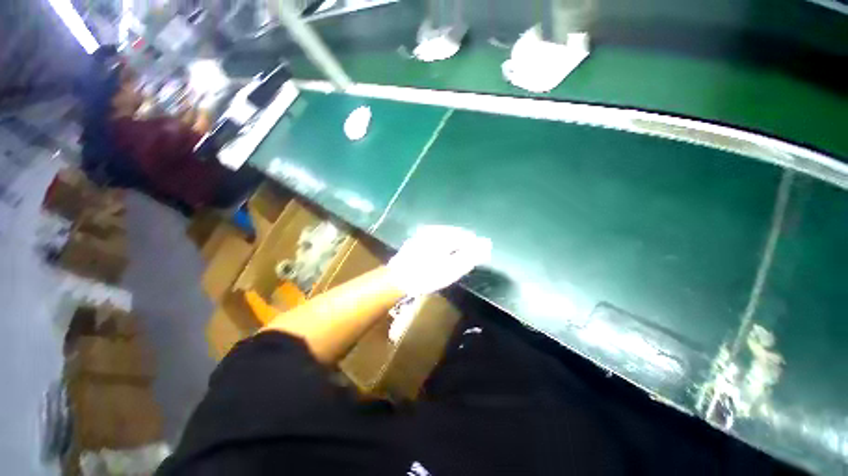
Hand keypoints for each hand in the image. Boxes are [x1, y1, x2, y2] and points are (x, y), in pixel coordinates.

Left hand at [386, 225, 491, 295]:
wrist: (396, 280)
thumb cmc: (426, 275)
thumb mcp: (452, 268)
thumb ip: (471, 255)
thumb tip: (487, 244)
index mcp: (443, 233)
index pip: (467, 236)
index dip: (475, 247)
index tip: (479, 258)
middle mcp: (432, 230)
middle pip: (455, 235)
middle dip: (464, 245)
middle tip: (470, 259)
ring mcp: (421, 235)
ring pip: (444, 238)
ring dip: (453, 247)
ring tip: (458, 260)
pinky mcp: (414, 243)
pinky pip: (435, 242)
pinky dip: (442, 249)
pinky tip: (441, 259)